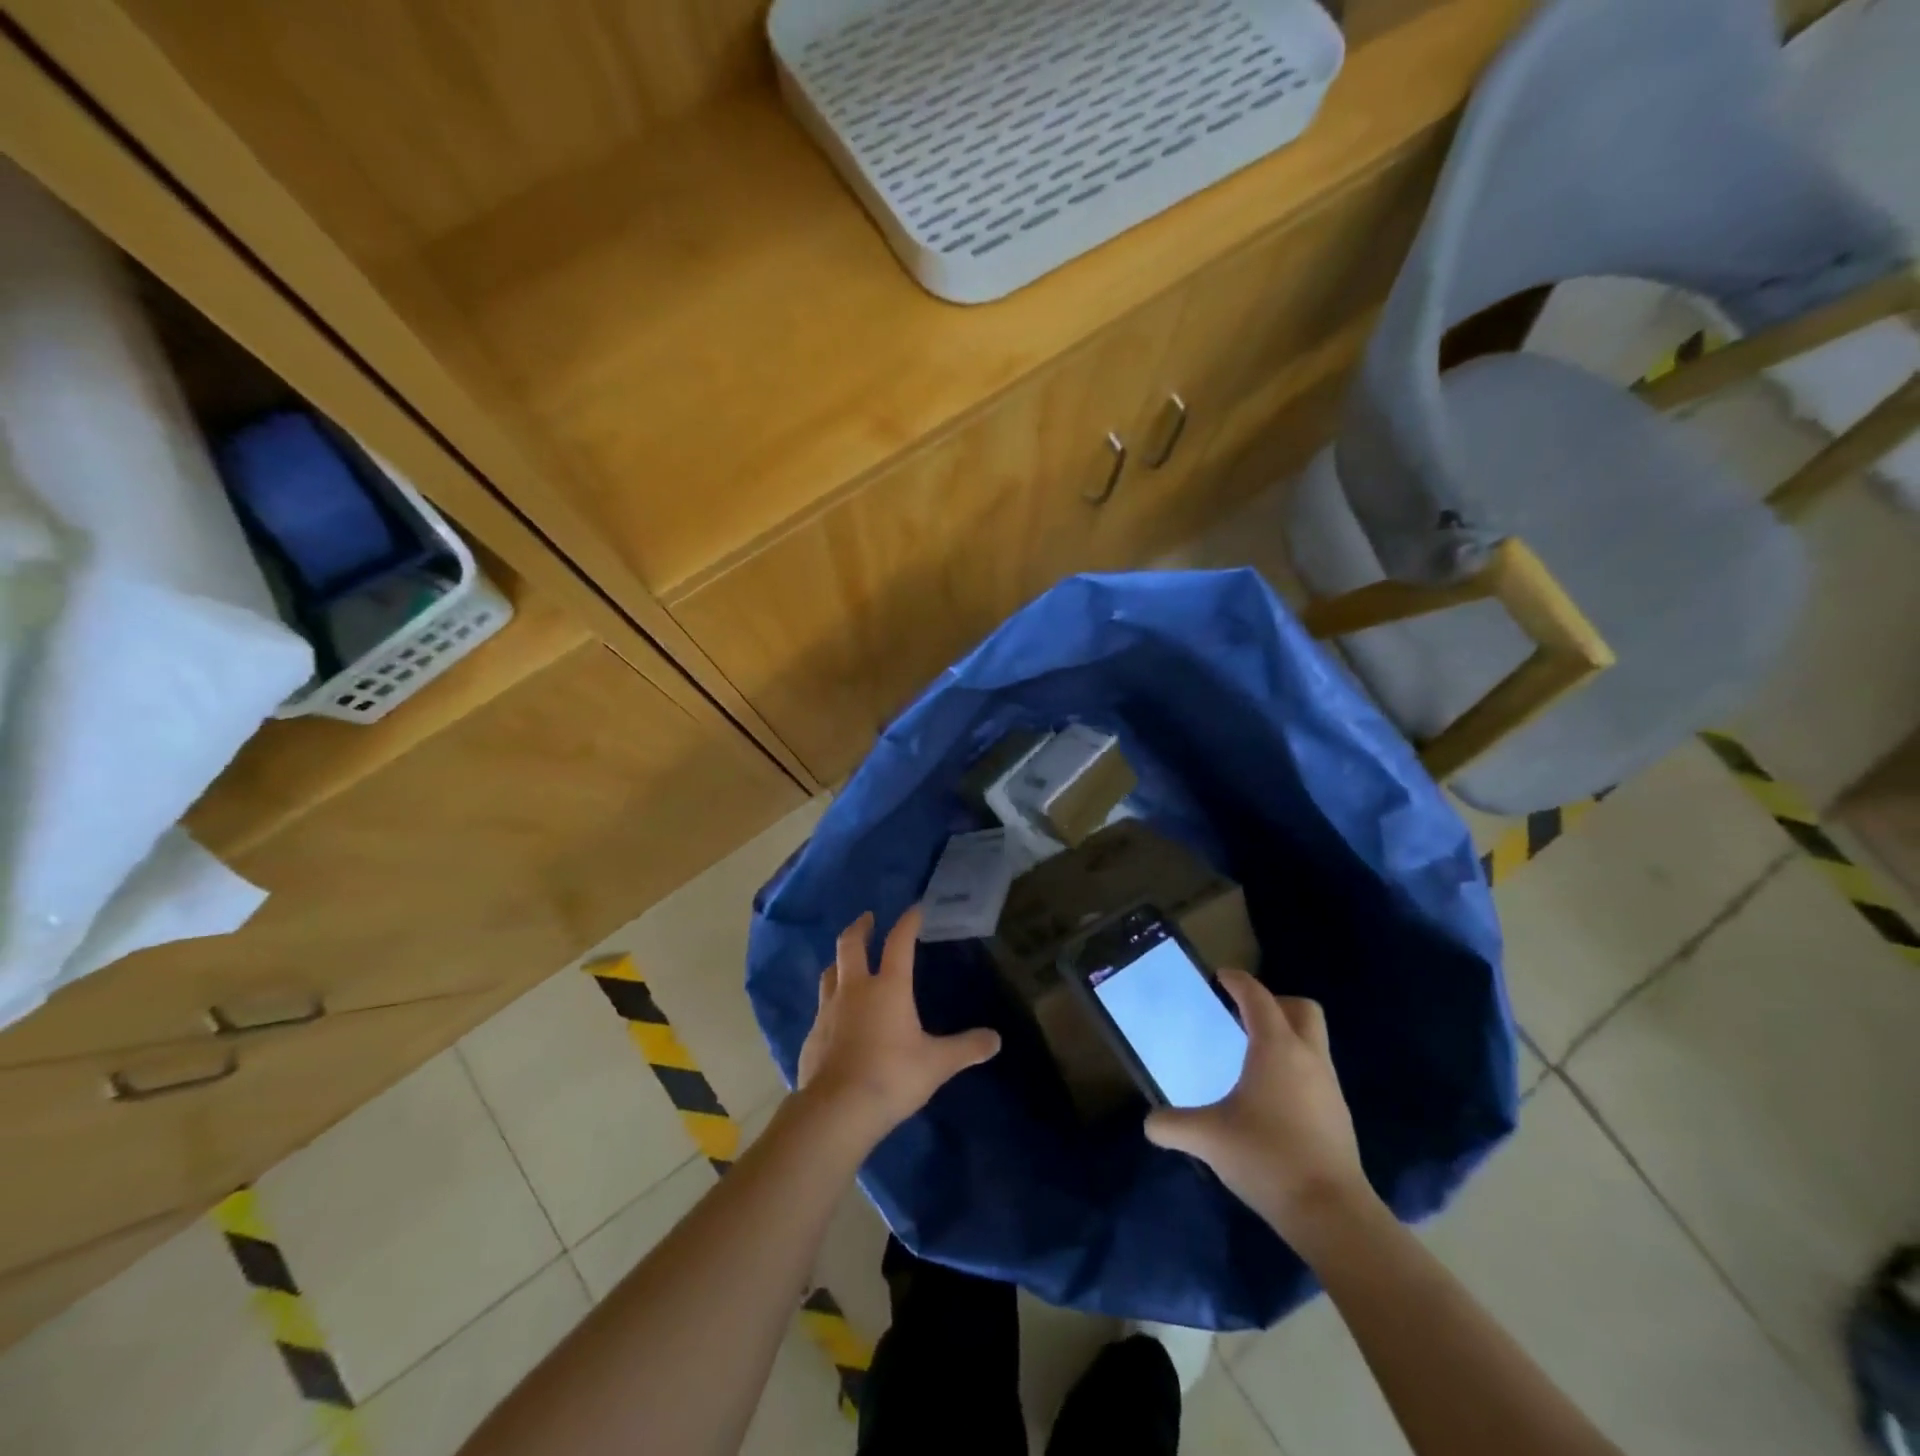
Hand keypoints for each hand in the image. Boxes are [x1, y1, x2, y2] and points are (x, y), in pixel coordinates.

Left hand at [797, 907, 1000, 1143]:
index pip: (899, 943)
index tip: (914, 909)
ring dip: (840, 962)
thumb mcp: (937, 1064)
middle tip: (867, 918)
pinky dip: (831, 1003)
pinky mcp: (812, 1035)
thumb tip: (996, 1040)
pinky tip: (837, 1017)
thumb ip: (966, 1048)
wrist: (836, 1110)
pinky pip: (822, 1008)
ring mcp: (828, 1011)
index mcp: (888, 988)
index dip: (908, 922)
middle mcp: (855, 989)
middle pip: (850, 945)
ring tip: (846, 962)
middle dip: (860, 928)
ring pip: (830, 973)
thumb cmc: (891, 1077)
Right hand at [1144, 969, 1375, 1243]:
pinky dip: (1294, 1068)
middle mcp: (1307, 1057)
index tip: (1220, 977)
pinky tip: (1271, 1097)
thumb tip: (1149, 1124)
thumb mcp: (1208, 1139)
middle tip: (1243, 1016)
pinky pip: (1316, 1072)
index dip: (1238, 982)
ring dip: (1286, 1036)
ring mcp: (1329, 1086)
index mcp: (1275, 1048)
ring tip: (1252, 1058)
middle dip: (1275, 1003)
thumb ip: (1172, 1126)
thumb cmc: (1267, 1157)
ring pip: (1313, 1041)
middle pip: (1302, 1009)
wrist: (1332, 1213)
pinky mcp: (1338, 1115)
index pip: (1258, 997)